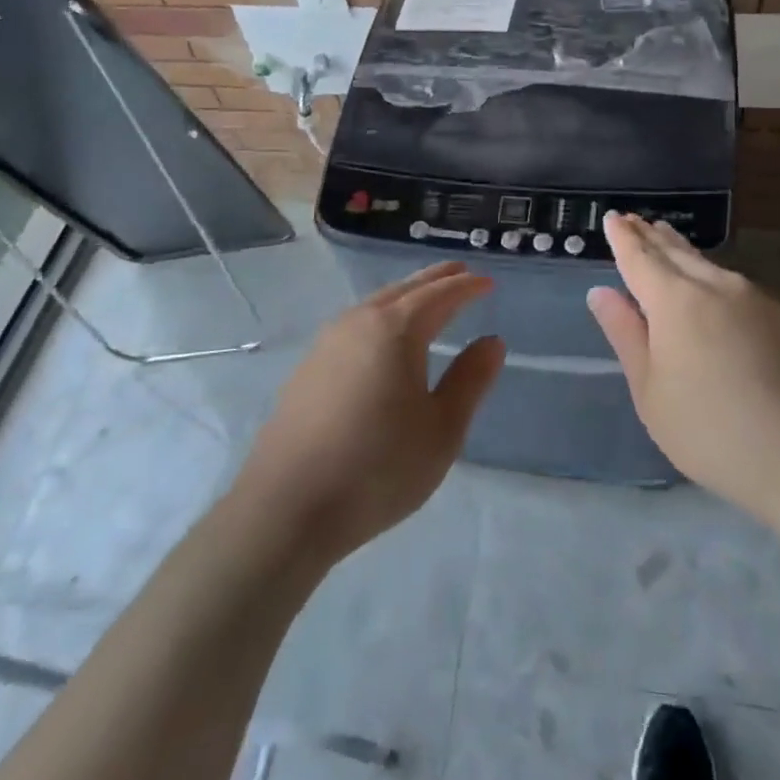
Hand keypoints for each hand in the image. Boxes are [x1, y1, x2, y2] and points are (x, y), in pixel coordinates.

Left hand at [236, 262, 503, 564]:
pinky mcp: (307, 368)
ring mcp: (327, 343)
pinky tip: (382, 337)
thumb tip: (492, 342)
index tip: (488, 283)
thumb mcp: (442, 429)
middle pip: (405, 289)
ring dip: (406, 295)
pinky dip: (381, 316)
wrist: (287, 508)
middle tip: (460, 272)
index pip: (440, 296)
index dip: (466, 288)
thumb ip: (470, 380)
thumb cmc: (378, 467)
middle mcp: (359, 323)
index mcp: (396, 330)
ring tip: (426, 298)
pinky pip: (355, 324)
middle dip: (435, 279)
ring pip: (375, 304)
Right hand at [587, 213, 779, 533]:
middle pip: (676, 252)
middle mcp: (716, 286)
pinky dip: (715, 279)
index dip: (623, 237)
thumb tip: (601, 292)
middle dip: (653, 236)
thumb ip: (626, 335)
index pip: (640, 257)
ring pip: (710, 266)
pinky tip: (716, 290)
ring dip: (684, 252)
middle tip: (637, 220)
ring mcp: (757, 299)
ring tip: (669, 241)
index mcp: (675, 300)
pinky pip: (738, 287)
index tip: (613, 217)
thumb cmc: (711, 431)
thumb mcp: (651, 392)